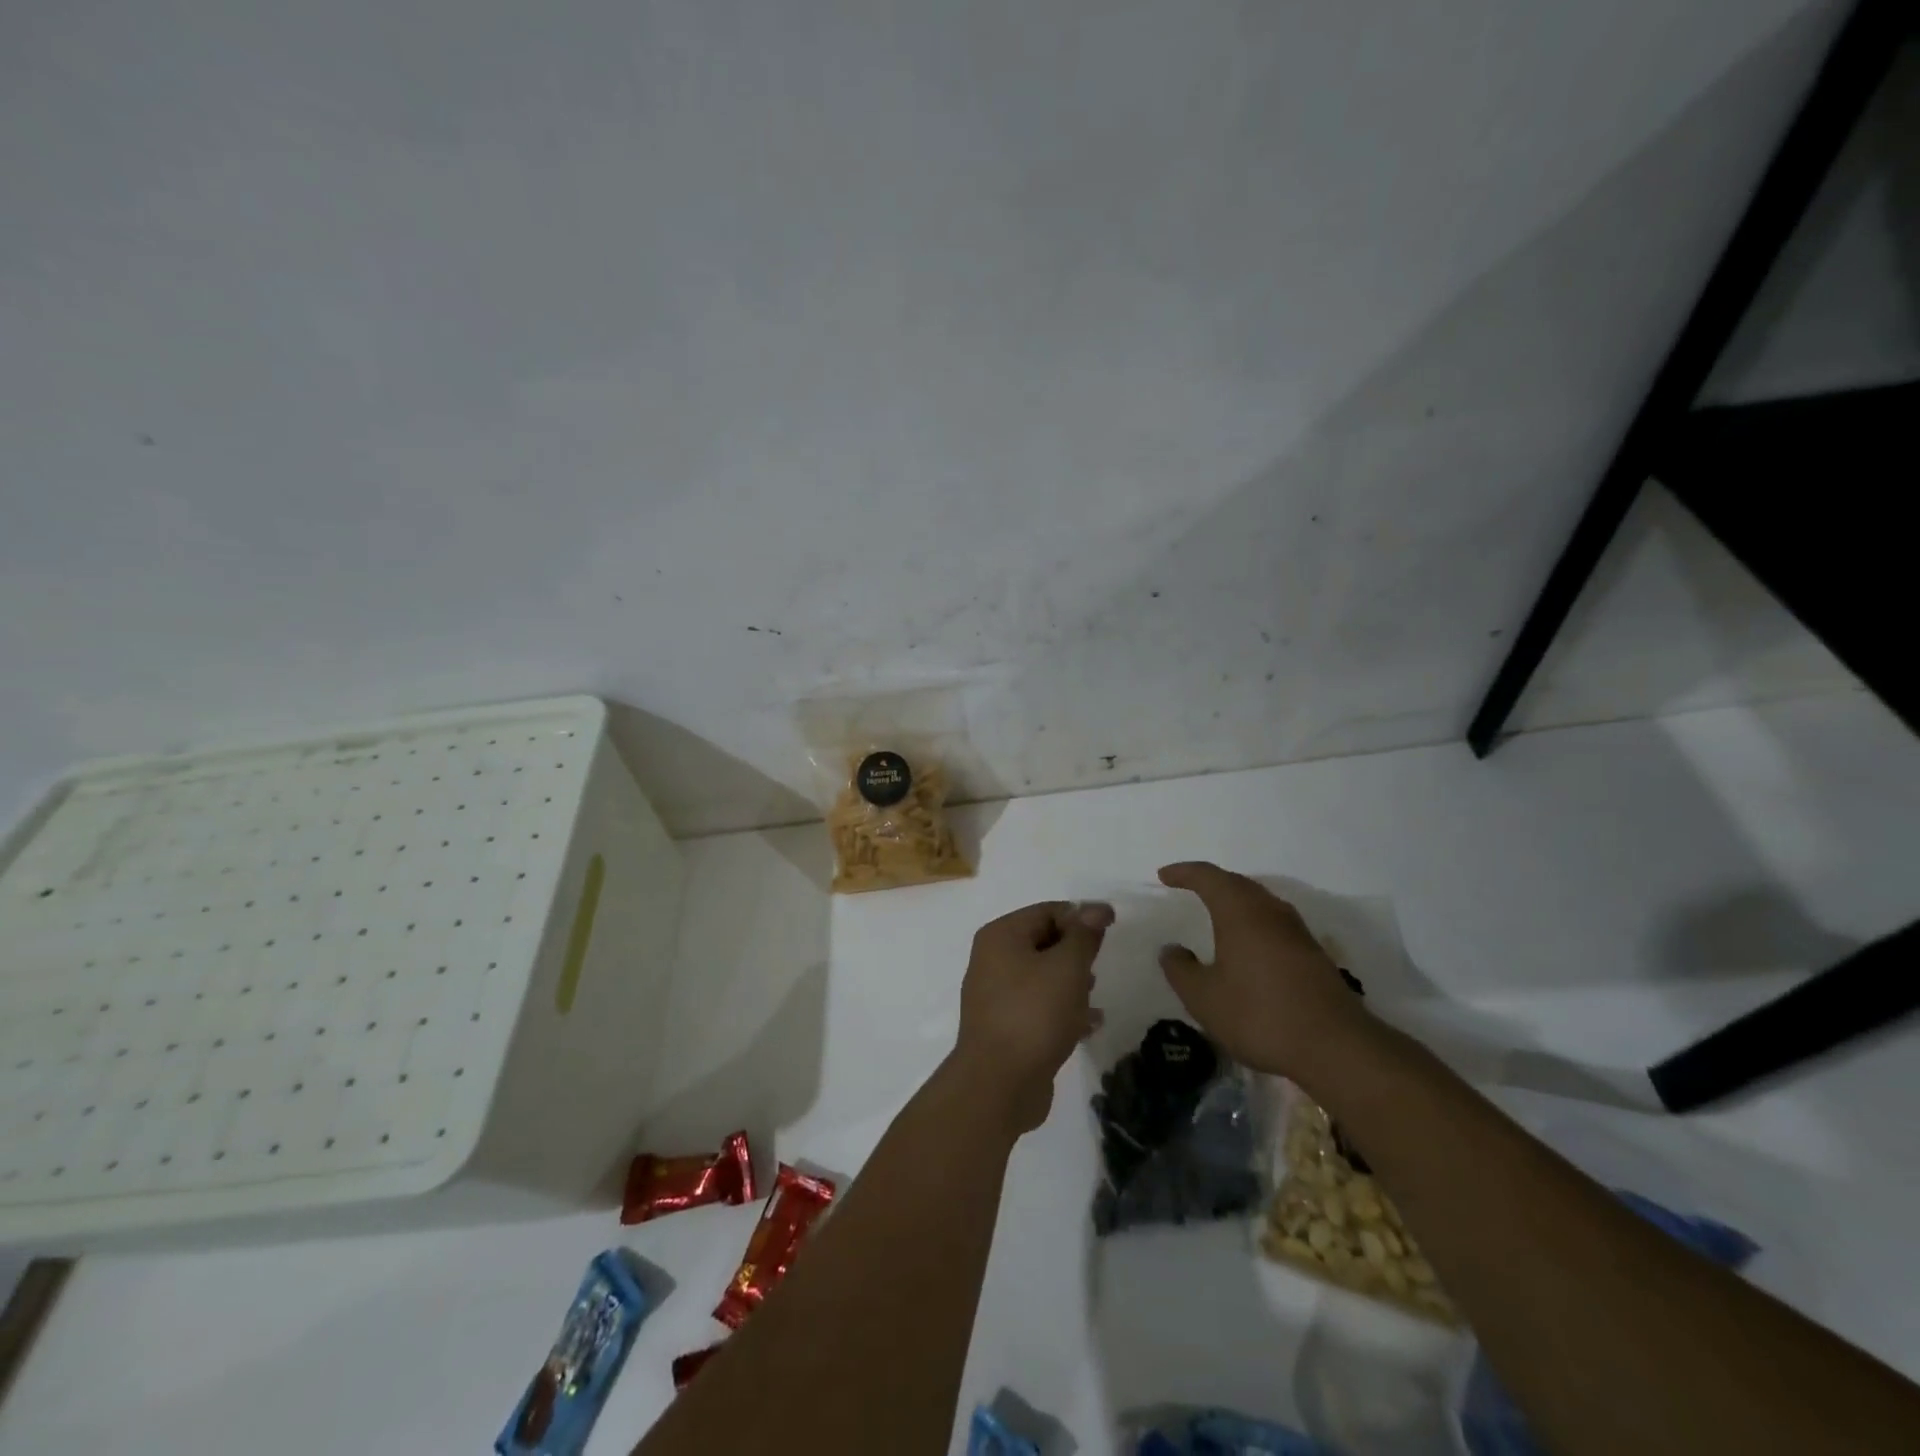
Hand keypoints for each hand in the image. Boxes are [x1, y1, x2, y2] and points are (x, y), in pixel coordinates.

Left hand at [953, 900, 1111, 1134]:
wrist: (999, 1085)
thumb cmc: (1034, 1014)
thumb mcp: (1067, 967)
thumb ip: (1083, 935)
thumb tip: (1096, 908)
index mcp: (1001, 936)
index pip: (1047, 911)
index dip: (1081, 916)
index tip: (1113, 929)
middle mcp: (992, 960)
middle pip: (1043, 942)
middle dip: (1075, 951)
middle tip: (1101, 964)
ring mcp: (996, 995)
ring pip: (1042, 976)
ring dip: (1071, 982)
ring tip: (1094, 996)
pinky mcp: (1005, 1027)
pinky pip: (1039, 1007)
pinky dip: (1063, 1010)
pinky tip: (1090, 1024)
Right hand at [1156, 862, 1375, 1080]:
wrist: (1335, 1047)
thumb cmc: (1260, 1015)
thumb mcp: (1204, 998)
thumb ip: (1181, 970)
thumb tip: (1171, 950)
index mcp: (1241, 912)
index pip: (1208, 877)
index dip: (1184, 873)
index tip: (1164, 876)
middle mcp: (1270, 912)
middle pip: (1238, 883)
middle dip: (1212, 882)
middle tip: (1189, 887)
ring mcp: (1297, 932)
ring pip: (1261, 902)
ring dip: (1236, 900)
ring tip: (1217, 912)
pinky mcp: (1314, 954)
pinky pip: (1275, 923)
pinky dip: (1254, 922)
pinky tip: (1249, 945)